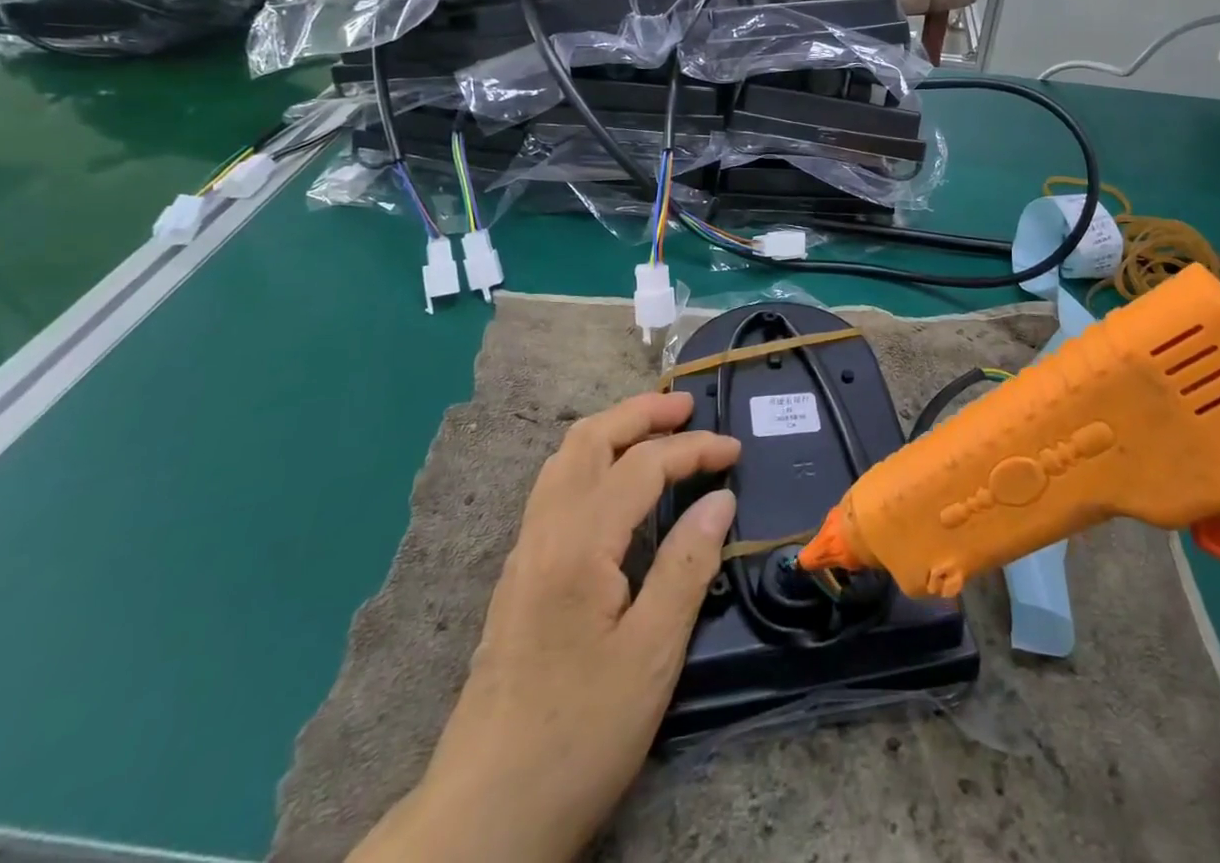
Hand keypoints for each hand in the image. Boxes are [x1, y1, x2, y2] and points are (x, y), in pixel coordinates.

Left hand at [353, 392, 739, 862]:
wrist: (484, 815)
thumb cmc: (579, 734)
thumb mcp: (652, 655)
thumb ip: (687, 565)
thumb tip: (719, 498)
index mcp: (578, 544)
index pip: (642, 465)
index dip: (692, 449)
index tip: (735, 451)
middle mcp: (544, 532)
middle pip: (589, 440)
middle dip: (640, 412)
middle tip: (687, 405)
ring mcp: (524, 553)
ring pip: (564, 460)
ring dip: (611, 430)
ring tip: (654, 429)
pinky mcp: (518, 577)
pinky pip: (554, 488)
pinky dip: (591, 460)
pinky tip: (613, 485)